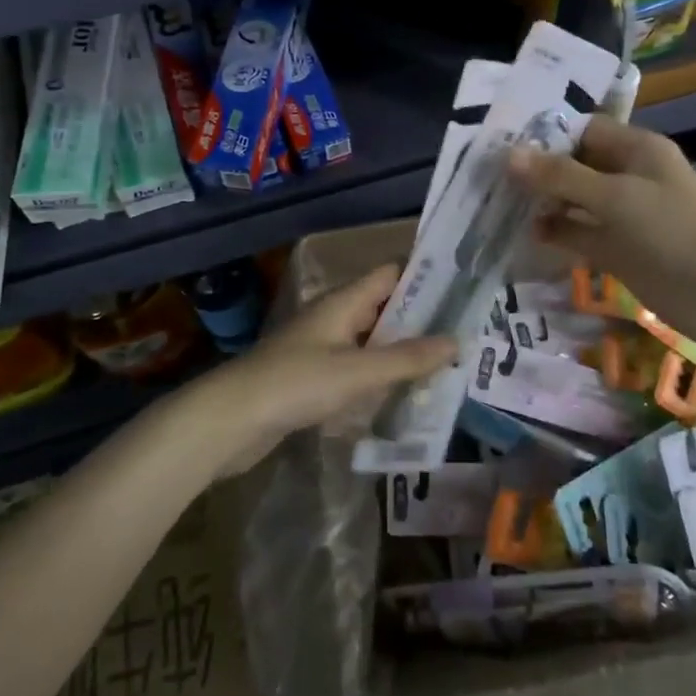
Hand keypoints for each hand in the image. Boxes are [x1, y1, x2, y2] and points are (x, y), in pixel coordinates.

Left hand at [207, 264, 456, 473]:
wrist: (230, 421)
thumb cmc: (295, 383)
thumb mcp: (357, 371)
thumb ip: (406, 358)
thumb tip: (457, 342)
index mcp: (343, 302)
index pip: (390, 274)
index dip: (425, 277)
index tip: (463, 289)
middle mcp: (334, 317)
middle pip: (384, 308)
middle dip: (421, 319)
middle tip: (465, 333)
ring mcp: (321, 348)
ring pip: (371, 341)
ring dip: (402, 350)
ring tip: (447, 364)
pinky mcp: (312, 378)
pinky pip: (356, 368)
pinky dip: (380, 375)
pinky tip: (404, 393)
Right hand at [509, 117, 695, 349]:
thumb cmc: (671, 232)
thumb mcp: (615, 197)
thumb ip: (561, 177)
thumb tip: (509, 155)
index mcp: (635, 149)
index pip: (582, 129)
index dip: (544, 134)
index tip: (499, 142)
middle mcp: (626, 175)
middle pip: (574, 164)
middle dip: (536, 170)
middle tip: (486, 174)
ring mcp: (621, 213)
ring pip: (573, 200)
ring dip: (542, 202)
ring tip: (495, 203)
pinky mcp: (616, 247)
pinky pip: (578, 232)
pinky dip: (555, 232)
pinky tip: (525, 234)